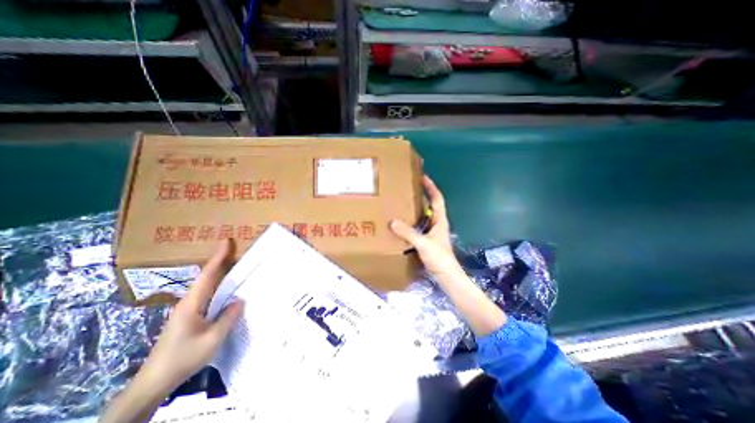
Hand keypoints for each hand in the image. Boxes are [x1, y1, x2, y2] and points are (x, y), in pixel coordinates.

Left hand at [138, 237, 242, 392]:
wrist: (154, 382)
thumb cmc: (184, 358)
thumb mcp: (213, 339)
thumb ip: (228, 317)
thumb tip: (239, 300)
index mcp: (193, 303)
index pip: (208, 275)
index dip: (218, 257)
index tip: (226, 241)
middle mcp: (189, 302)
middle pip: (207, 276)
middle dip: (221, 260)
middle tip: (237, 249)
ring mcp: (188, 309)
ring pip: (207, 285)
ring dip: (220, 272)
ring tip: (236, 263)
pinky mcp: (189, 316)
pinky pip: (207, 294)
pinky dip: (218, 285)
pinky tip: (227, 288)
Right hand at [389, 174, 505, 334]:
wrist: (446, 276)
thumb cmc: (440, 258)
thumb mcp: (423, 244)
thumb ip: (409, 233)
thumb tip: (393, 222)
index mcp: (440, 220)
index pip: (437, 198)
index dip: (431, 187)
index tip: (422, 176)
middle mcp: (437, 223)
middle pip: (431, 204)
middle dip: (422, 194)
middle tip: (408, 187)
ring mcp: (432, 232)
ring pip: (424, 215)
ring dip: (416, 208)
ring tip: (403, 202)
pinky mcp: (427, 240)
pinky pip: (419, 226)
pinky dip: (412, 221)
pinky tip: (402, 222)